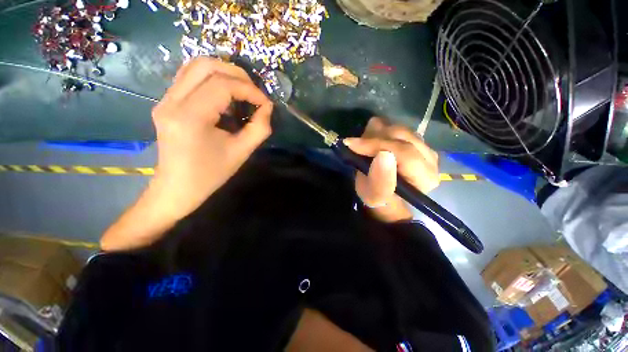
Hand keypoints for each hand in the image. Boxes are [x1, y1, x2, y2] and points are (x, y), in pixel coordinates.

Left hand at [151, 57, 272, 219]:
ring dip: (224, 73)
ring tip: (243, 90)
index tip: (265, 103)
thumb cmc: (211, 174)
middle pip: (205, 65)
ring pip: (195, 66)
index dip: (249, 90)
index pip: (222, 86)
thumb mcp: (242, 153)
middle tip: (255, 92)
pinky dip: (212, 79)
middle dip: (237, 75)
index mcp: (190, 117)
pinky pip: (190, 77)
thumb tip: (267, 107)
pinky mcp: (166, 103)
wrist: (177, 187)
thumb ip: (259, 128)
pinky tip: (226, 95)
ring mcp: (165, 100)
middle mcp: (172, 102)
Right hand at [344, 117, 439, 222]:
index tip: (351, 144)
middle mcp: (431, 159)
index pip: (404, 152)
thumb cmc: (378, 198)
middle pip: (402, 135)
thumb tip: (383, 154)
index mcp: (425, 177)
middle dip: (374, 138)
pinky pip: (396, 128)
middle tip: (355, 145)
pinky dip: (380, 132)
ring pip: (398, 129)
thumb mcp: (374, 196)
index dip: (376, 145)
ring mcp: (425, 147)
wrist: (385, 196)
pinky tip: (372, 142)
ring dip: (375, 134)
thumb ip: (380, 180)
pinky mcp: (416, 141)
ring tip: (363, 146)